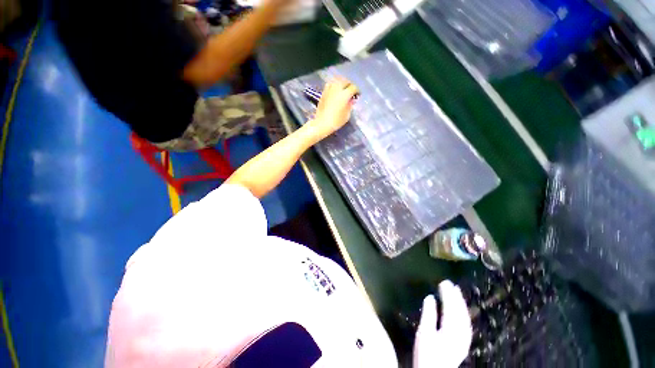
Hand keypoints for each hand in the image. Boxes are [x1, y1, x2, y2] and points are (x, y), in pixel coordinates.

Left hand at [305, 77, 358, 142]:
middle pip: (345, 81)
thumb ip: (350, 105)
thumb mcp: (347, 115)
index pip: (353, 88)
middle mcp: (337, 89)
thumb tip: (352, 100)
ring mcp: (329, 89)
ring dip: (342, 83)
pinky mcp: (324, 92)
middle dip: (349, 85)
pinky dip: (334, 84)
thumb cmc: (336, 121)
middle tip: (351, 91)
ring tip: (343, 88)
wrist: (322, 123)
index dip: (357, 91)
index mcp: (345, 95)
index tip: (357, 95)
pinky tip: (335, 90)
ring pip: (337, 80)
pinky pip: (330, 84)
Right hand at [413, 280, 471, 367]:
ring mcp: (464, 340)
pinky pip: (466, 325)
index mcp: (450, 329)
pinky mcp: (463, 344)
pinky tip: (462, 311)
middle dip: (456, 297)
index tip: (444, 282)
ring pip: (465, 318)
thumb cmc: (426, 354)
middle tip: (451, 284)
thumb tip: (430, 297)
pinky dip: (464, 314)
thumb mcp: (424, 333)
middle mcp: (461, 333)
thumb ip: (428, 314)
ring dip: (461, 304)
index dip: (448, 294)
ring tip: (457, 293)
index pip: (450, 307)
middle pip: (460, 312)